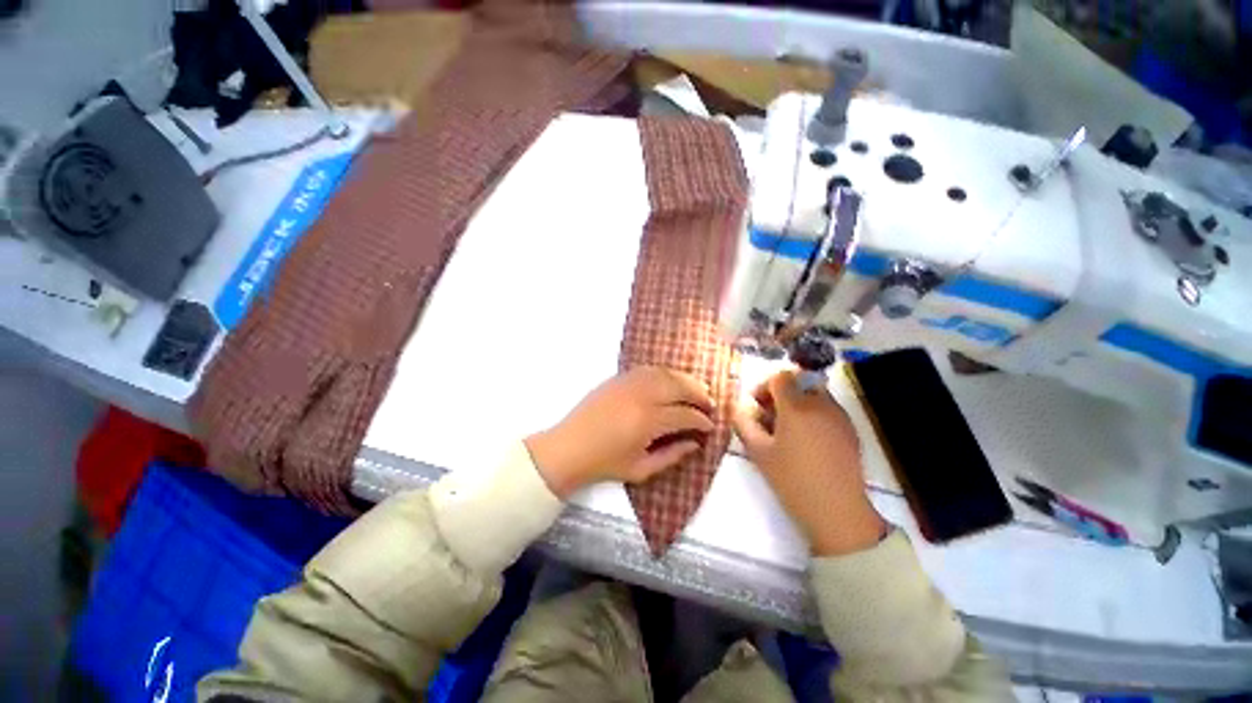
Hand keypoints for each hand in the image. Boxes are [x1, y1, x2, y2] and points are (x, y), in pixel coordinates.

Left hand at [525, 367, 713, 498]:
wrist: (569, 447)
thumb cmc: (605, 464)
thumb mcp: (641, 470)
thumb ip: (672, 455)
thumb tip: (695, 443)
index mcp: (648, 421)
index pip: (684, 414)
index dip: (701, 420)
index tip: (711, 425)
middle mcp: (641, 396)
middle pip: (679, 386)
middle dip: (699, 393)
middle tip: (710, 403)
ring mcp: (628, 383)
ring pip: (665, 373)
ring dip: (684, 379)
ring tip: (696, 388)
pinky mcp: (618, 378)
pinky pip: (647, 369)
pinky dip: (664, 373)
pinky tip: (670, 380)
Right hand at [733, 370, 885, 555]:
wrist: (838, 510)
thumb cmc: (792, 479)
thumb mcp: (758, 452)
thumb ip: (744, 424)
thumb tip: (739, 409)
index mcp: (796, 406)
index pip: (780, 377)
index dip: (765, 386)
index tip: (757, 405)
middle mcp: (821, 404)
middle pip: (799, 382)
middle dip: (782, 393)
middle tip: (771, 415)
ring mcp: (839, 416)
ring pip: (815, 394)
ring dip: (798, 402)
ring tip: (788, 429)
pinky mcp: (850, 430)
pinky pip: (828, 410)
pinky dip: (813, 414)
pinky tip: (807, 441)